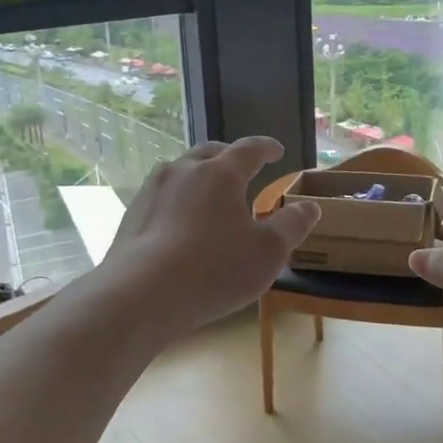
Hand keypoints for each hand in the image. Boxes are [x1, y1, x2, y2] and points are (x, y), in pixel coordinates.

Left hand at [100, 137, 319, 334]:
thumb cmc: (215, 269)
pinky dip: (177, 200)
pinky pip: (161, 196)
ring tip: (209, 191)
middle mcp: (184, 171)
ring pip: (180, 171)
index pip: (249, 149)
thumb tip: (310, 207)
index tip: (276, 150)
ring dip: (199, 175)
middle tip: (242, 166)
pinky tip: (180, 221)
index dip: (266, 147)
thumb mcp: (268, 253)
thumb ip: (292, 226)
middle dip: (229, 156)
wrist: (142, 294)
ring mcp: (152, 191)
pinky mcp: (132, 215)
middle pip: (210, 152)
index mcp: (220, 173)